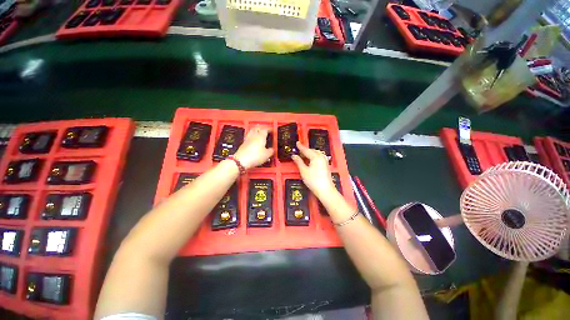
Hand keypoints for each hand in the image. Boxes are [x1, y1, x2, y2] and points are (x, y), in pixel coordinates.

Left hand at [234, 126, 273, 169]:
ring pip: (251, 131)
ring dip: (255, 130)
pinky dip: (252, 136)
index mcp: (261, 136)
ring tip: (258, 132)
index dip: (269, 129)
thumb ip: (271, 151)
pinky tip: (253, 139)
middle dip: (261, 127)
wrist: (241, 160)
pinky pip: (248, 136)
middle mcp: (254, 135)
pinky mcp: (243, 143)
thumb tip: (272, 149)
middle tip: (264, 129)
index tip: (272, 130)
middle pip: (257, 128)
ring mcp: (247, 139)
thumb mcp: (267, 155)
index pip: (265, 129)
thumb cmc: (256, 156)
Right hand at [292, 142, 336, 197]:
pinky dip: (313, 157)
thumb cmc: (313, 181)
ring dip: (309, 154)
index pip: (306, 150)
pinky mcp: (326, 165)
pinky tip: (309, 161)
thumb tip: (294, 155)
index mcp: (316, 156)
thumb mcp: (304, 171)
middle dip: (305, 151)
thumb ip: (298, 162)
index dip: (301, 147)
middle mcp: (321, 157)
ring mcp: (325, 161)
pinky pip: (318, 157)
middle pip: (312, 151)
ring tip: (302, 156)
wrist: (325, 190)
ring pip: (316, 154)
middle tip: (298, 151)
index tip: (297, 142)